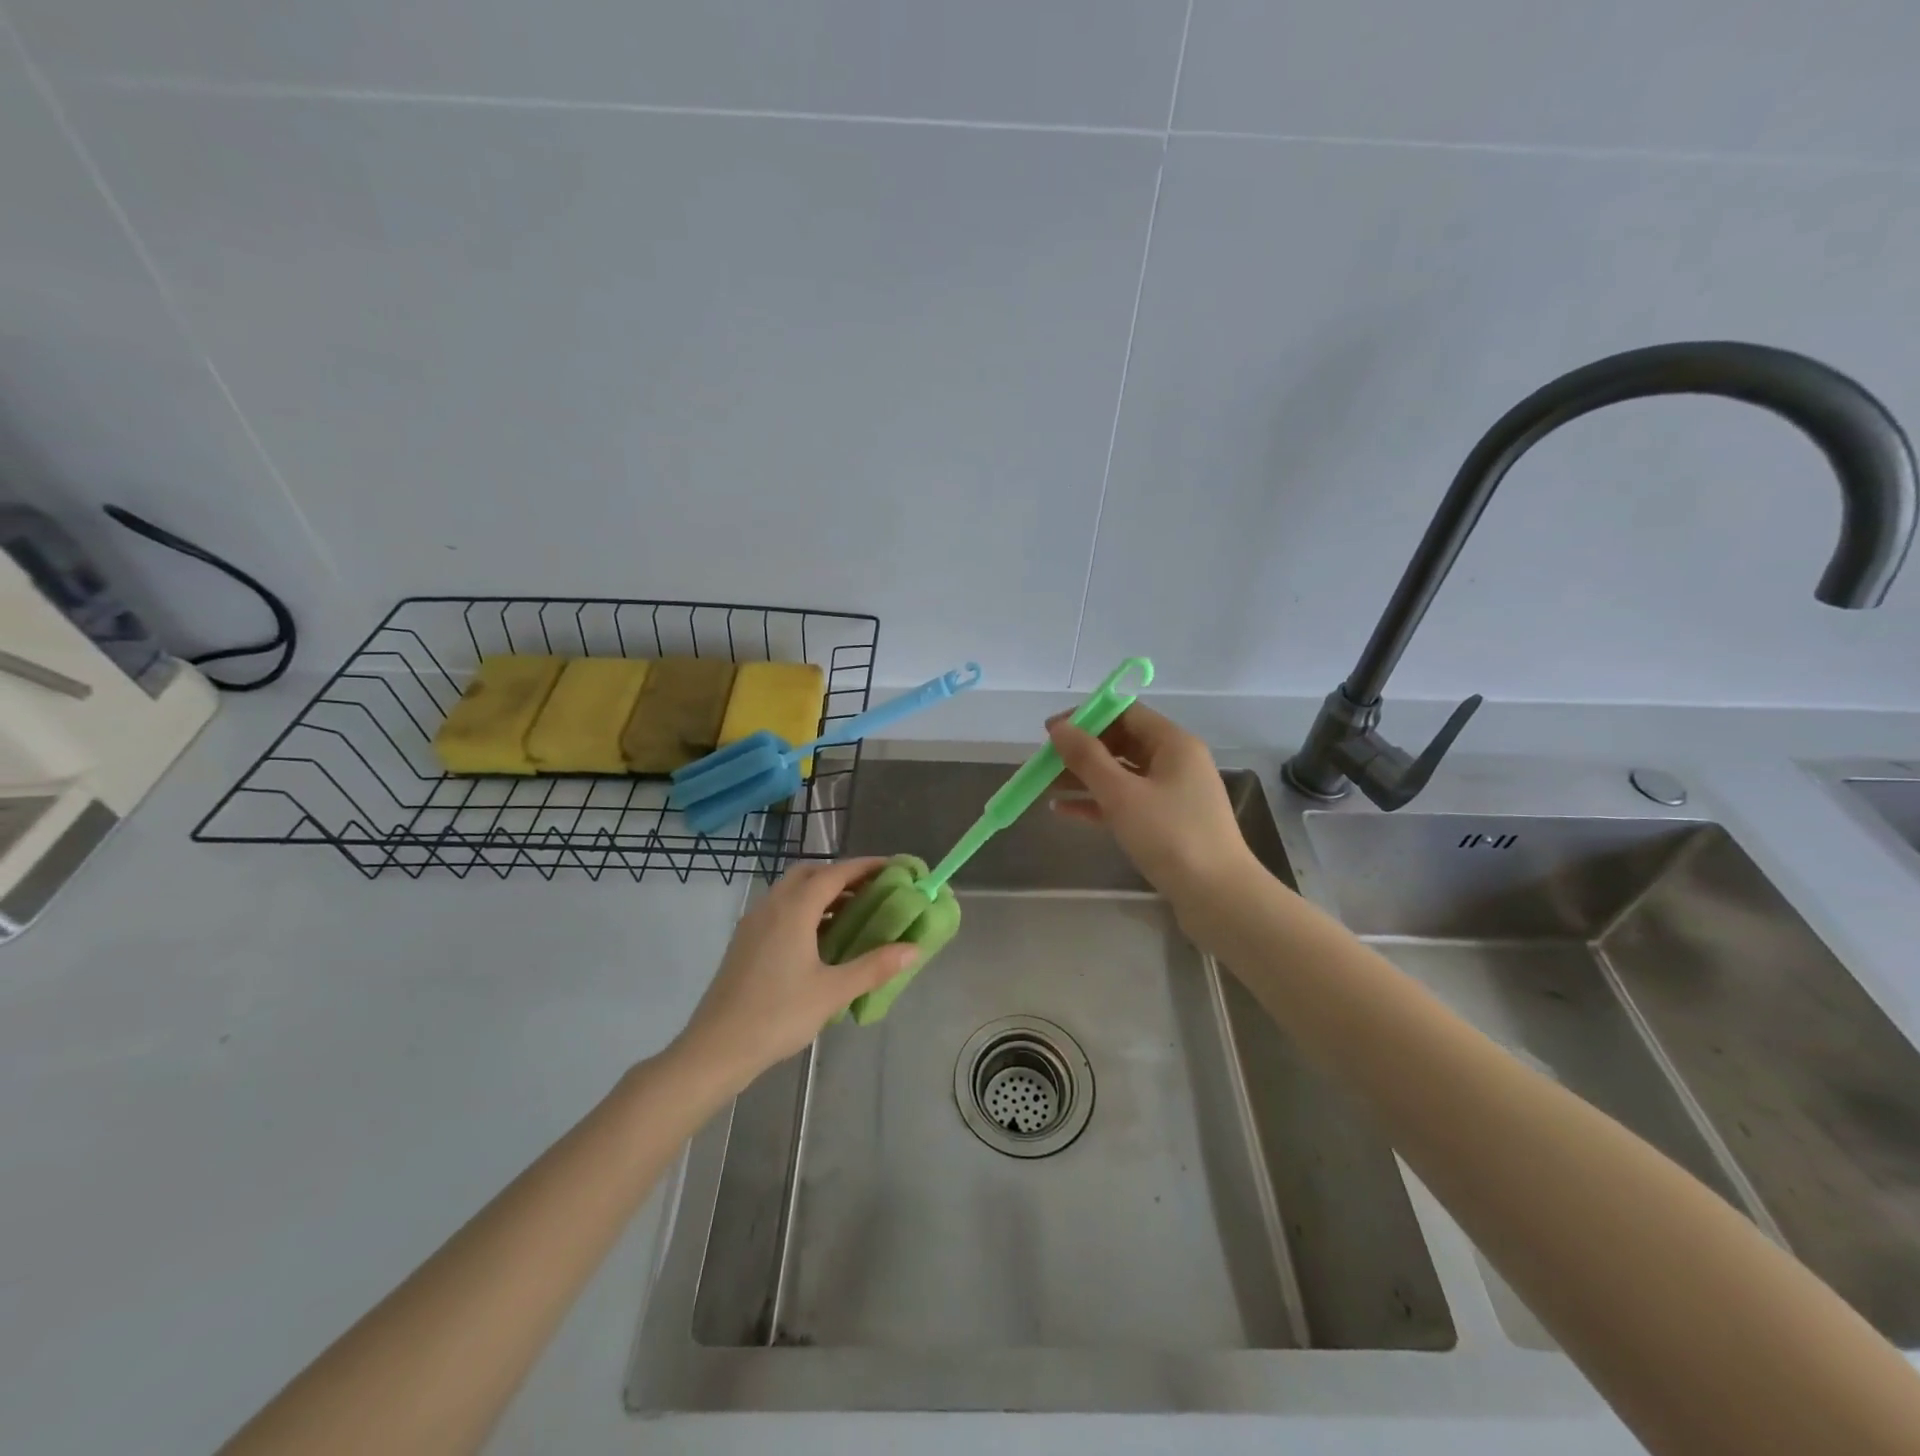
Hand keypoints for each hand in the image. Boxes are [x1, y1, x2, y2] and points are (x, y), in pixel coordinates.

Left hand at [671, 858, 918, 1091]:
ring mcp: (754, 923)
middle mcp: (771, 906)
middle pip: (809, 873)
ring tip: (852, 912)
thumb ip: (874, 967)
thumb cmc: (778, 1015)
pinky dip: (805, 908)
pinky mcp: (745, 941)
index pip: (834, 873)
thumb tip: (913, 949)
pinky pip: (780, 908)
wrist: (716, 1048)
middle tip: (872, 889)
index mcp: (794, 910)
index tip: (892, 867)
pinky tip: (820, 937)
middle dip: (841, 874)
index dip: (865, 866)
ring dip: (821, 891)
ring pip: (791, 890)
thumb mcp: (833, 992)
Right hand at [1047, 704, 1254, 901]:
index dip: (1087, 717)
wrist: (1217, 897)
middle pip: (1122, 743)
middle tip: (1045, 763)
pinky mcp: (1167, 823)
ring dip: (1084, 778)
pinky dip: (1098, 803)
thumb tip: (1059, 728)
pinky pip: (1126, 802)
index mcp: (1174, 743)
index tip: (1051, 732)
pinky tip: (1064, 811)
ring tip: (1046, 786)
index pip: (1126, 713)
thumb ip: (1087, 758)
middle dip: (1081, 750)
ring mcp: (1173, 794)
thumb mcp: (1122, 794)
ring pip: (1121, 775)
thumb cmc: (1170, 836)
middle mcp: (1176, 762)